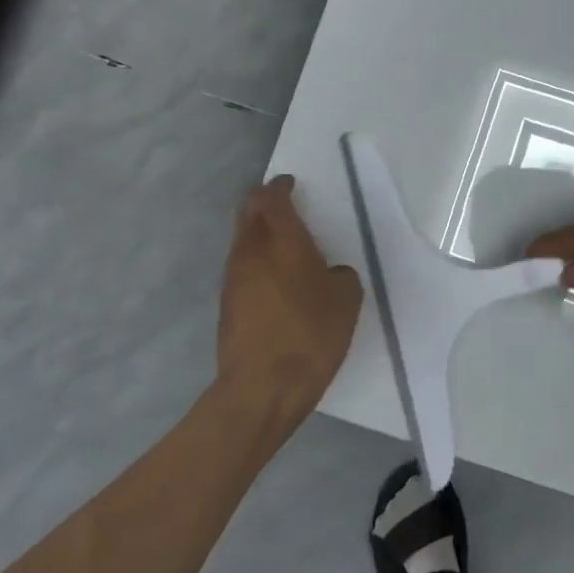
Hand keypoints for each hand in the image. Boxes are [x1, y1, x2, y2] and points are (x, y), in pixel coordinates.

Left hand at [216, 175, 362, 435]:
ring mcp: (233, 278)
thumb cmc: (311, 335)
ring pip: (242, 240)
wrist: (262, 388)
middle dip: (263, 202)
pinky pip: (241, 267)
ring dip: (258, 232)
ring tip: (282, 243)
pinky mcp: (227, 304)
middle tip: (282, 203)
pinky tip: (275, 279)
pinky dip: (256, 260)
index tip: (290, 184)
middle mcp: (251, 252)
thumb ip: (339, 275)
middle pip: (248, 212)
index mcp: (283, 242)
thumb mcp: (346, 300)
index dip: (280, 187)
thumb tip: (327, 274)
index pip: (273, 199)